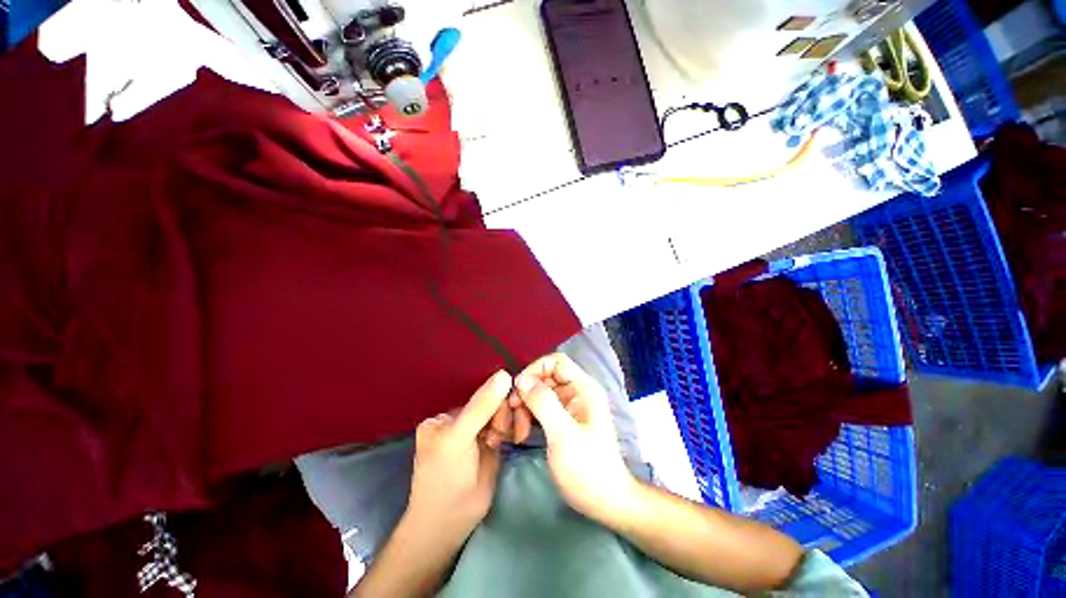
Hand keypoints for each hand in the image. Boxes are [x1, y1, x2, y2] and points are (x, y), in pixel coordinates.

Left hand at [406, 370, 511, 539]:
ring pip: (502, 414)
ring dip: (509, 422)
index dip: (496, 398)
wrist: (450, 526)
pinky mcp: (491, 445)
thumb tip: (504, 373)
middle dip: (502, 413)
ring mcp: (478, 433)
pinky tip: (511, 439)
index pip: (478, 395)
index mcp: (446, 417)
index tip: (507, 410)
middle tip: (500, 435)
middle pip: (492, 403)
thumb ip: (482, 406)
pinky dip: (511, 428)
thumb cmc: (447, 479)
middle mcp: (462, 421)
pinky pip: (506, 426)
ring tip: (506, 439)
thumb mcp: (460, 437)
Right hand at [515, 354, 638, 524]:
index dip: (535, 369)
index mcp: (583, 388)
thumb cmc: (588, 468)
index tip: (518, 389)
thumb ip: (544, 403)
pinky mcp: (562, 421)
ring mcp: (569, 406)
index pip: (556, 361)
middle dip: (526, 392)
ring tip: (517, 432)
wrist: (605, 502)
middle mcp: (576, 392)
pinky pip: (540, 408)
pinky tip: (520, 434)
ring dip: (524, 407)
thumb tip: (521, 379)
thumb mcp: (563, 435)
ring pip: (539, 393)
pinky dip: (528, 417)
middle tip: (512, 414)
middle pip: (545, 377)